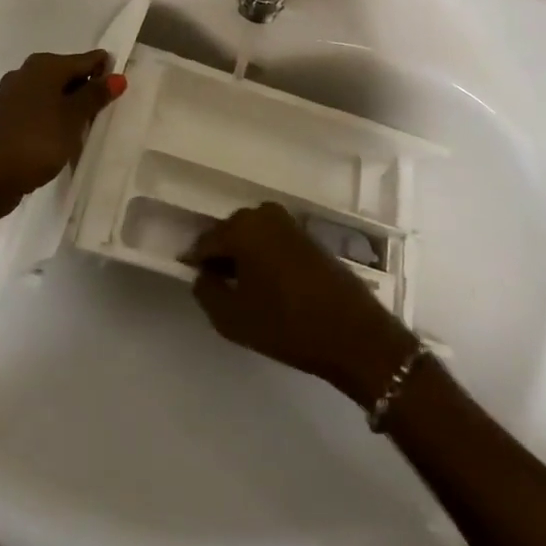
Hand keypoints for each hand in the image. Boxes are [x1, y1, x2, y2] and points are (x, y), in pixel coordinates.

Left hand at [0, 50, 124, 234]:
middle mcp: (27, 73)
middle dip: (89, 92)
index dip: (106, 72)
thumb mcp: (72, 119)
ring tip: (89, 131)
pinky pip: (39, 113)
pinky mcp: (5, 120)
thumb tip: (117, 76)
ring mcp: (13, 97)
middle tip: (109, 113)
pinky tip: (63, 141)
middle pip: (69, 76)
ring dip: (71, 110)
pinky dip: (54, 122)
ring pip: (53, 96)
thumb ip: (94, 96)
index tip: (124, 90)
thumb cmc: (33, 142)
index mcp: (44, 66)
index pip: (87, 60)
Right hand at [185, 202, 418, 409]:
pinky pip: (272, 241)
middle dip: (221, 257)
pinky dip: (264, 258)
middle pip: (229, 233)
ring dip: (244, 257)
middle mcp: (263, 214)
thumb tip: (203, 274)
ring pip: (252, 236)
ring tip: (244, 291)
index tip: (194, 282)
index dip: (196, 262)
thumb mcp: (232, 318)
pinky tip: (268, 286)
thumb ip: (207, 291)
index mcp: (242, 227)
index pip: (206, 241)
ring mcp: (288, 222)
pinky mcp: (307, 235)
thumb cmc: (286, 324)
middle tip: (218, 289)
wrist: (351, 331)